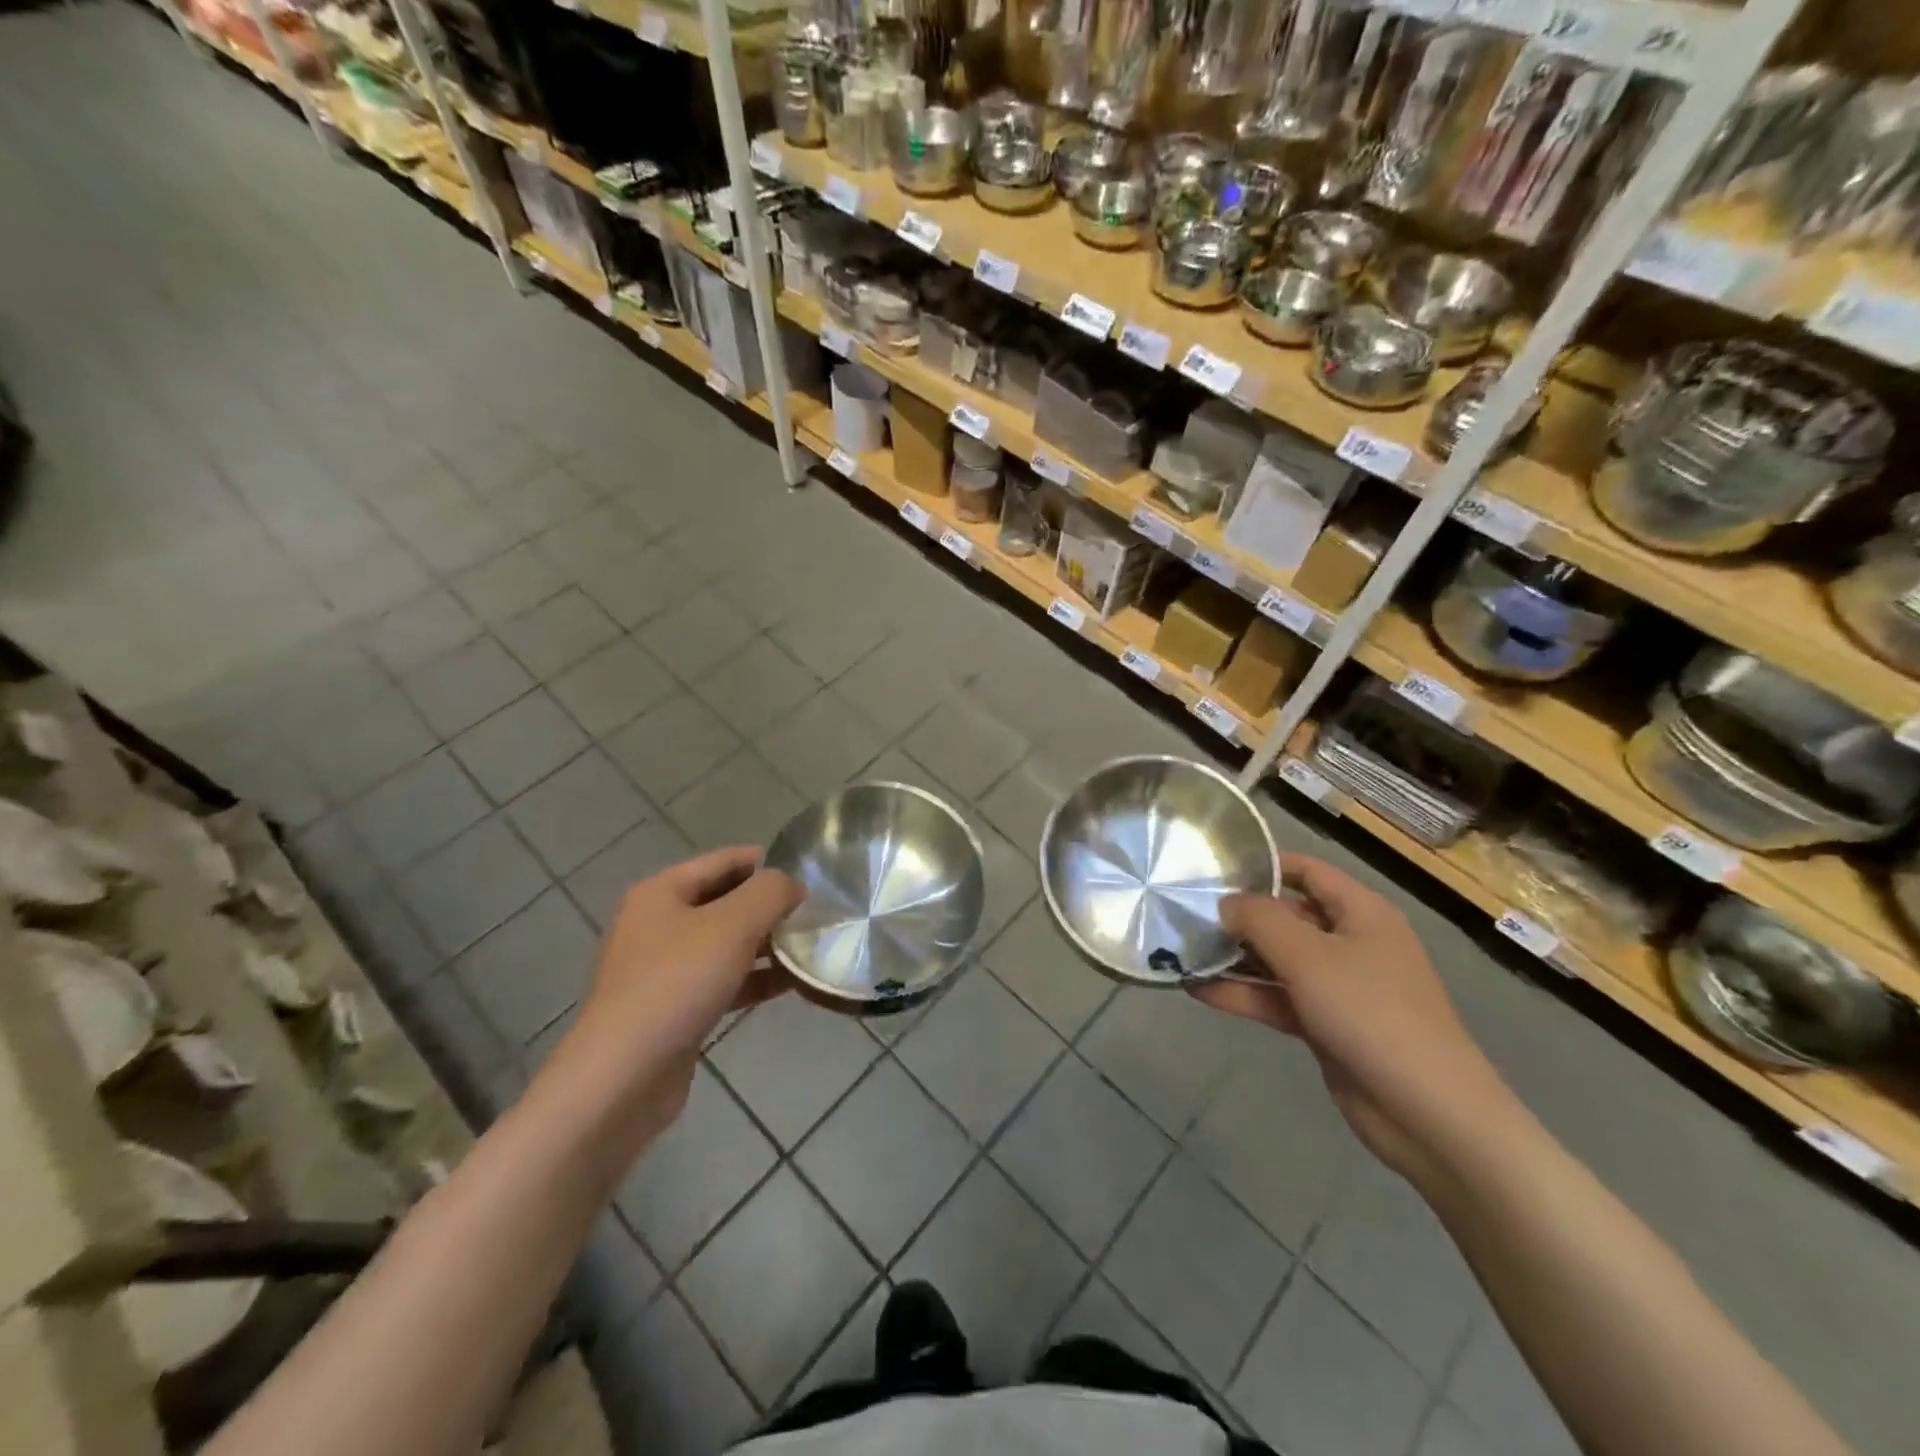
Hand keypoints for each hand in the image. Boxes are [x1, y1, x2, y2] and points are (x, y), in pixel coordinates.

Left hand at [558, 848, 802, 1128]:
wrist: (623, 1078)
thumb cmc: (677, 983)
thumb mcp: (733, 925)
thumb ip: (770, 892)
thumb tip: (792, 885)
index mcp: (662, 892)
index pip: (724, 860)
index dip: (767, 861)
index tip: (810, 872)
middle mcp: (657, 923)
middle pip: (725, 901)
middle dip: (769, 905)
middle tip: (816, 911)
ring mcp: (663, 969)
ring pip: (725, 943)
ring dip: (766, 944)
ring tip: (811, 945)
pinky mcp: (673, 1008)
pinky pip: (722, 980)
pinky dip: (754, 979)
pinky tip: (790, 984)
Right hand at [1190, 854, 1506, 1184]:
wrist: (1428, 1113)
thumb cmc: (1371, 1013)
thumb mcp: (1308, 955)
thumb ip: (1259, 919)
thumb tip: (1225, 903)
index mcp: (1360, 913)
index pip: (1308, 871)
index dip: (1264, 865)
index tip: (1214, 868)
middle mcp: (1350, 943)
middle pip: (1287, 916)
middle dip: (1239, 916)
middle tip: (1184, 913)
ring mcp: (1339, 987)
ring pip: (1278, 961)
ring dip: (1234, 958)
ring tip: (1181, 951)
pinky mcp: (1326, 1026)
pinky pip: (1277, 999)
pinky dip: (1243, 994)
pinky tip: (1197, 990)